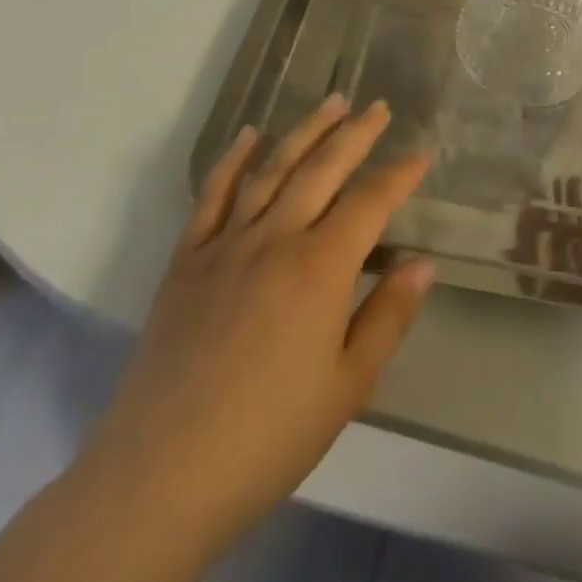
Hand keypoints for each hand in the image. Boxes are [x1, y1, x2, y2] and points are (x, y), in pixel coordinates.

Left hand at [79, 96, 432, 558]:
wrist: (158, 478)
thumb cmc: (267, 438)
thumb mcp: (348, 387)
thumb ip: (388, 317)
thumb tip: (423, 263)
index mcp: (320, 267)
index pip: (371, 201)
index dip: (400, 173)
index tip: (422, 152)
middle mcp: (276, 238)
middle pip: (324, 168)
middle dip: (357, 133)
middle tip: (379, 106)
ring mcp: (226, 245)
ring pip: (273, 169)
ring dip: (306, 130)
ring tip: (332, 102)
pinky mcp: (186, 261)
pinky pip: (212, 196)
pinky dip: (232, 160)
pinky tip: (250, 135)